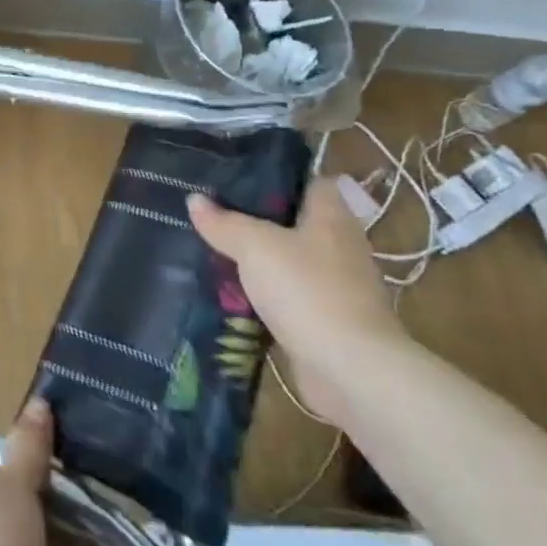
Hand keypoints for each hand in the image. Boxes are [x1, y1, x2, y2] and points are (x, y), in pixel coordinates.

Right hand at [186, 178, 408, 424]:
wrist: (351, 370)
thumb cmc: (307, 290)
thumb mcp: (255, 246)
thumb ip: (224, 222)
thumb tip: (195, 199)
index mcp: (332, 217)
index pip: (309, 181)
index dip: (276, 175)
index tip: (236, 175)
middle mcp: (340, 246)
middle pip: (295, 221)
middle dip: (256, 219)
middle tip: (213, 213)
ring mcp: (336, 286)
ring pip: (289, 260)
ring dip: (259, 260)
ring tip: (213, 250)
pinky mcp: (327, 320)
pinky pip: (288, 296)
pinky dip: (264, 295)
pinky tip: (232, 294)